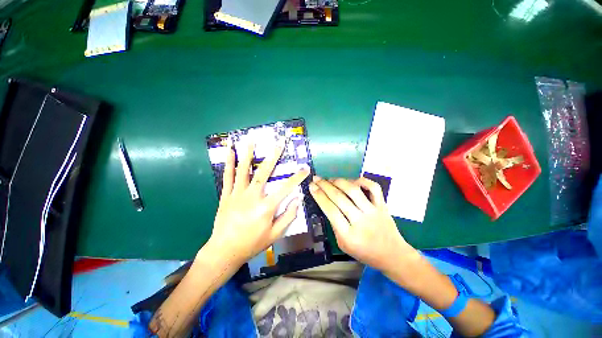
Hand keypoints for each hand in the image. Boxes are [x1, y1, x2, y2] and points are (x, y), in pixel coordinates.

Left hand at [208, 141, 309, 265]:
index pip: (286, 188)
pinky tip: (230, 151)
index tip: (305, 168)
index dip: (297, 177)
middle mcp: (252, 197)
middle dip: (273, 156)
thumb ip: (288, 217)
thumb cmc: (252, 244)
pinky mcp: (226, 196)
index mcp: (266, 207)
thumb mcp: (274, 235)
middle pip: (264, 172)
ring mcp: (237, 194)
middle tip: (279, 143)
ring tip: (252, 139)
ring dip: (248, 153)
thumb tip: (297, 201)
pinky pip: (228, 177)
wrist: (225, 251)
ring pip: (243, 170)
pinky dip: (229, 163)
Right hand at [309, 177, 416, 271]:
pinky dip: (362, 180)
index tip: (311, 186)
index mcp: (349, 236)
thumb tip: (327, 203)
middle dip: (324, 185)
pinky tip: (351, 181)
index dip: (319, 196)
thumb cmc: (364, 252)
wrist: (393, 255)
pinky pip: (373, 188)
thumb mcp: (343, 244)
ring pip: (354, 190)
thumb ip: (334, 225)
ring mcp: (373, 211)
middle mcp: (361, 221)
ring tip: (330, 179)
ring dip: (339, 181)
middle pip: (339, 198)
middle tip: (316, 179)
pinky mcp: (383, 205)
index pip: (330, 210)